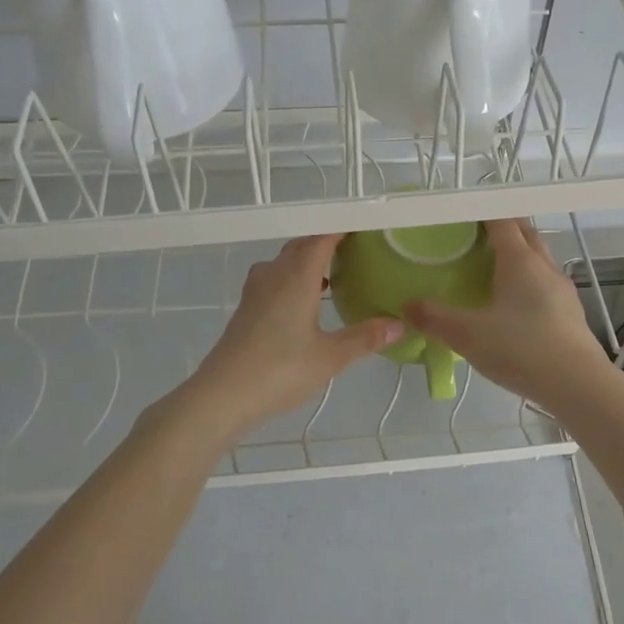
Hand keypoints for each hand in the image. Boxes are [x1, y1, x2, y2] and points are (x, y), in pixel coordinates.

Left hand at [186, 233, 403, 435]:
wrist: (222, 395)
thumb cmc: (280, 370)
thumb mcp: (331, 357)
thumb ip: (365, 338)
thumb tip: (401, 324)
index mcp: (296, 277)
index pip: (321, 238)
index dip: (342, 229)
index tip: (365, 228)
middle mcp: (274, 275)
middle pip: (302, 246)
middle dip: (327, 243)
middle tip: (357, 251)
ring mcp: (256, 290)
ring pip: (285, 262)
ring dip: (308, 261)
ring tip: (335, 274)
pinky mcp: (247, 308)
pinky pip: (275, 277)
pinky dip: (294, 278)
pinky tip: (307, 301)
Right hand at [403, 219, 615, 410]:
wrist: (577, 384)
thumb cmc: (520, 349)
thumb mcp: (467, 335)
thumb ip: (434, 318)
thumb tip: (406, 305)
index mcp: (520, 260)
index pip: (502, 221)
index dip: (483, 213)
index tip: (464, 215)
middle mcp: (545, 266)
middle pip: (526, 233)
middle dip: (505, 228)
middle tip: (477, 238)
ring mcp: (563, 289)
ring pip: (540, 258)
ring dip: (521, 255)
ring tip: (495, 270)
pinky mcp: (572, 312)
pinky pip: (548, 284)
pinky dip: (531, 282)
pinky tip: (518, 306)